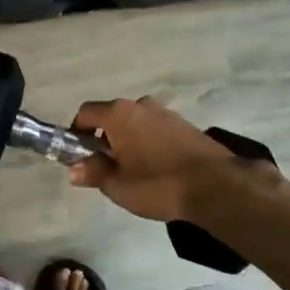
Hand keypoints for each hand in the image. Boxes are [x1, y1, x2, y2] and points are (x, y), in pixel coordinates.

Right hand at [66, 96, 245, 223]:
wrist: (215, 185)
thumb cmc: (158, 184)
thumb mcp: (118, 185)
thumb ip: (94, 172)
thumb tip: (74, 168)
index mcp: (118, 113)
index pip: (86, 112)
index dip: (76, 132)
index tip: (79, 156)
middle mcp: (140, 105)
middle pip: (111, 116)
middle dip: (104, 139)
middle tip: (106, 168)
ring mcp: (165, 112)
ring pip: (135, 123)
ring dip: (128, 141)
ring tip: (133, 171)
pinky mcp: (184, 124)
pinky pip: (155, 129)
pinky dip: (148, 143)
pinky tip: (156, 168)